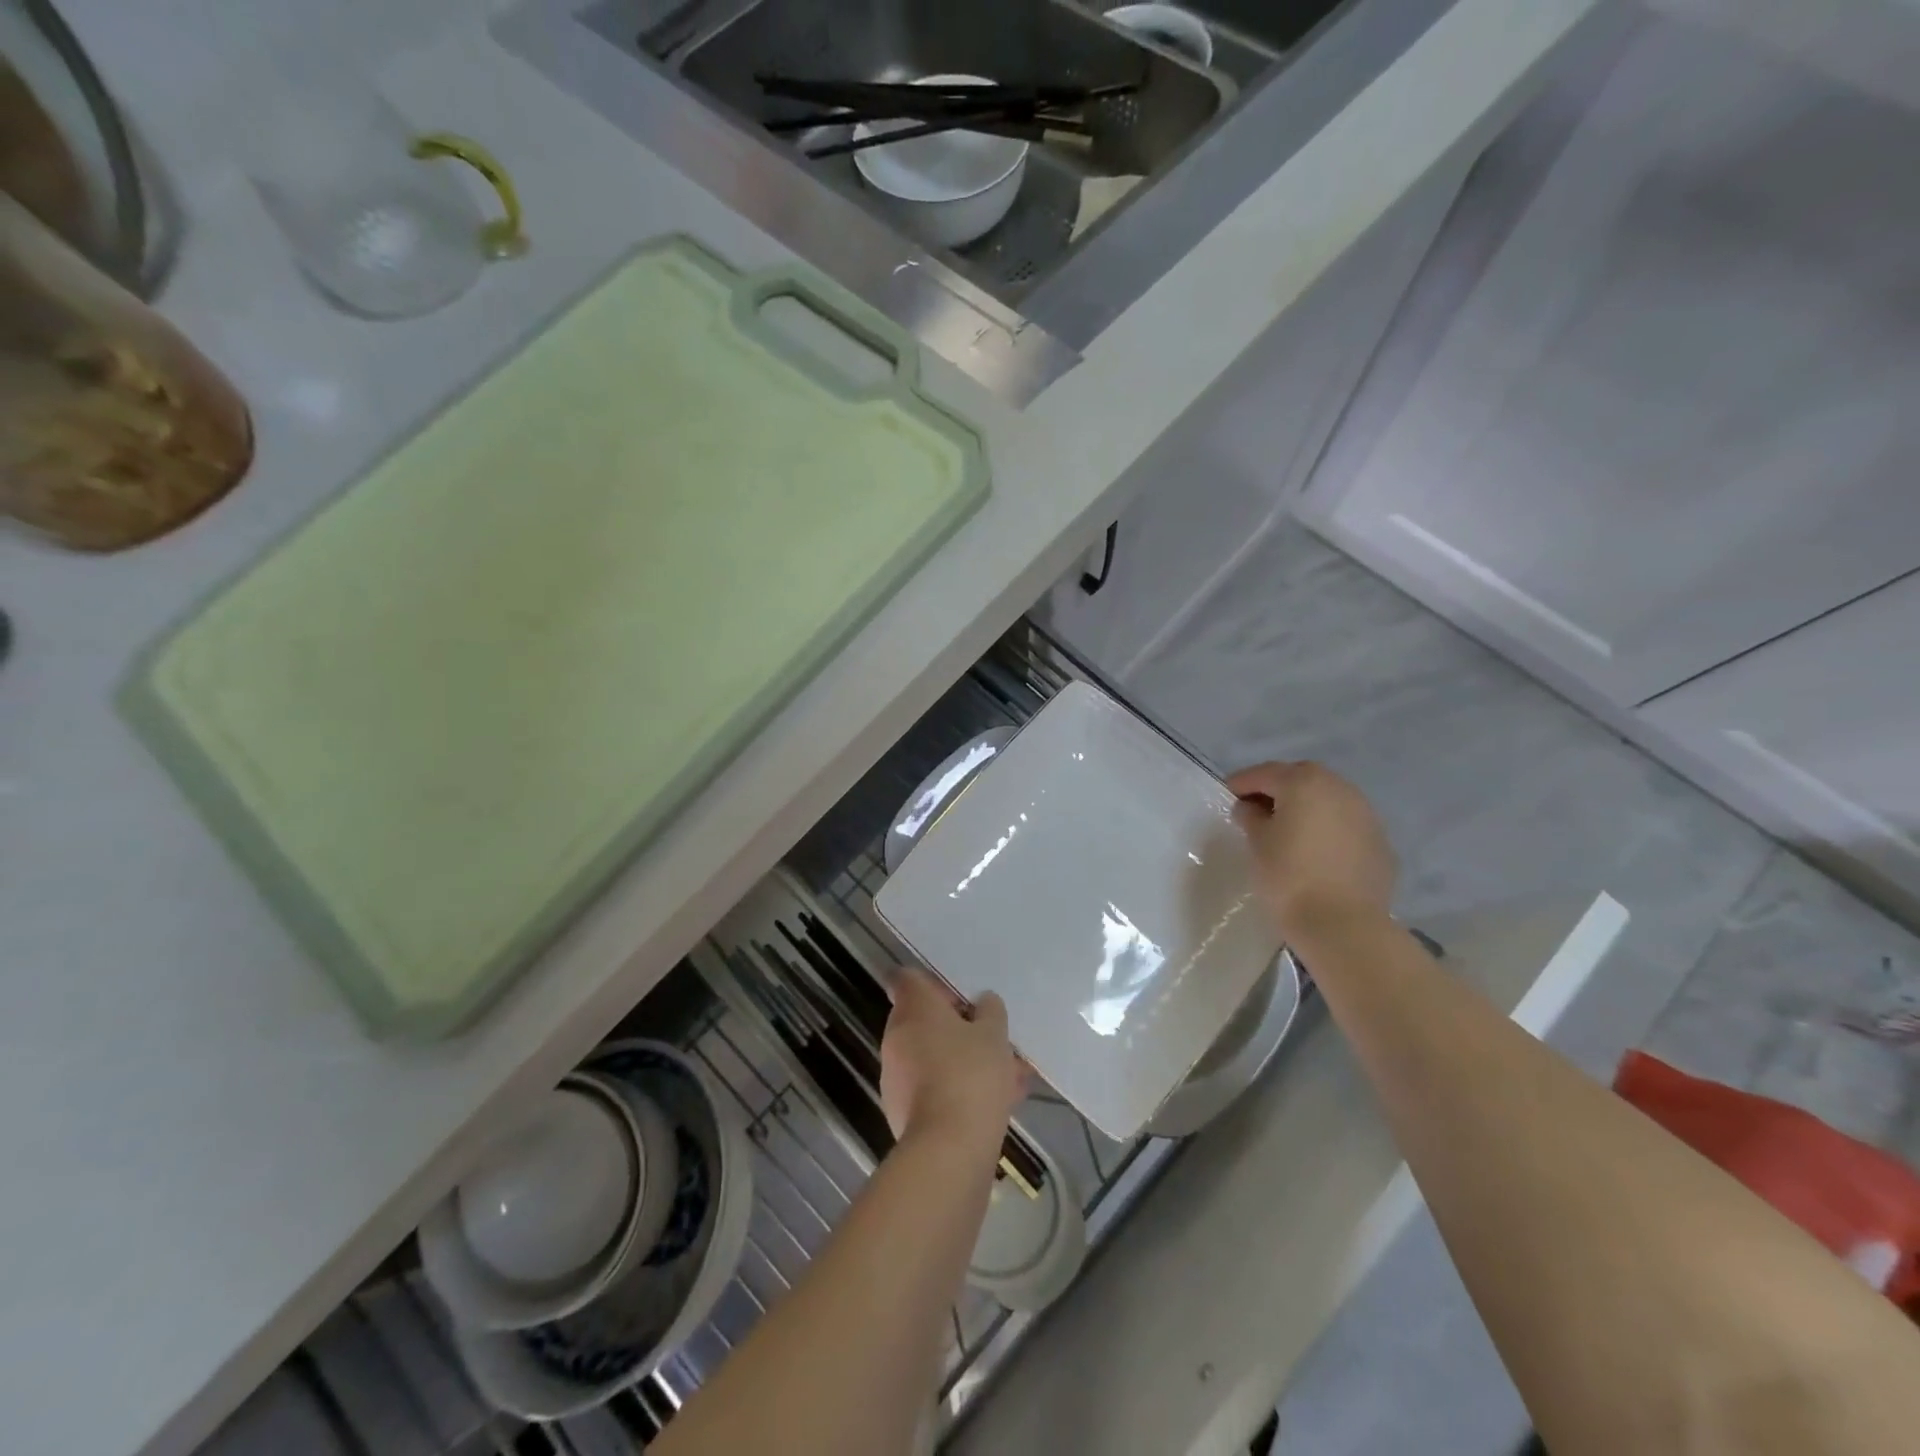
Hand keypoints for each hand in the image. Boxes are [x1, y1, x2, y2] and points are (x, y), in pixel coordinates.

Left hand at [879, 968, 1025, 1152]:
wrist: (947, 1150)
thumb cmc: (970, 1075)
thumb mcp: (994, 1034)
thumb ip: (990, 1012)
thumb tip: (983, 1003)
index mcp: (913, 1009)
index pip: (908, 979)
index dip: (933, 984)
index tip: (960, 999)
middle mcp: (896, 1037)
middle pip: (923, 1021)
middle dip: (959, 1029)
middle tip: (993, 1039)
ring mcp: (896, 1076)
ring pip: (933, 1057)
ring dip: (963, 1061)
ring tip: (1009, 1076)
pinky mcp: (902, 1112)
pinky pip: (934, 1088)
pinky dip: (958, 1090)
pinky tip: (998, 1103)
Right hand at [1226, 761, 1397, 938]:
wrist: (1343, 925)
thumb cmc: (1289, 877)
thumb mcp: (1257, 843)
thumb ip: (1251, 817)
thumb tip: (1252, 808)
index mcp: (1304, 783)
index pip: (1266, 773)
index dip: (1243, 782)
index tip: (1227, 795)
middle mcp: (1339, 788)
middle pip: (1301, 778)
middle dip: (1277, 788)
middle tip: (1256, 808)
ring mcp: (1365, 814)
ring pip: (1327, 799)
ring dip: (1306, 806)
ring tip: (1286, 828)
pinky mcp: (1379, 841)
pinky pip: (1345, 823)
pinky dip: (1327, 827)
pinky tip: (1314, 849)